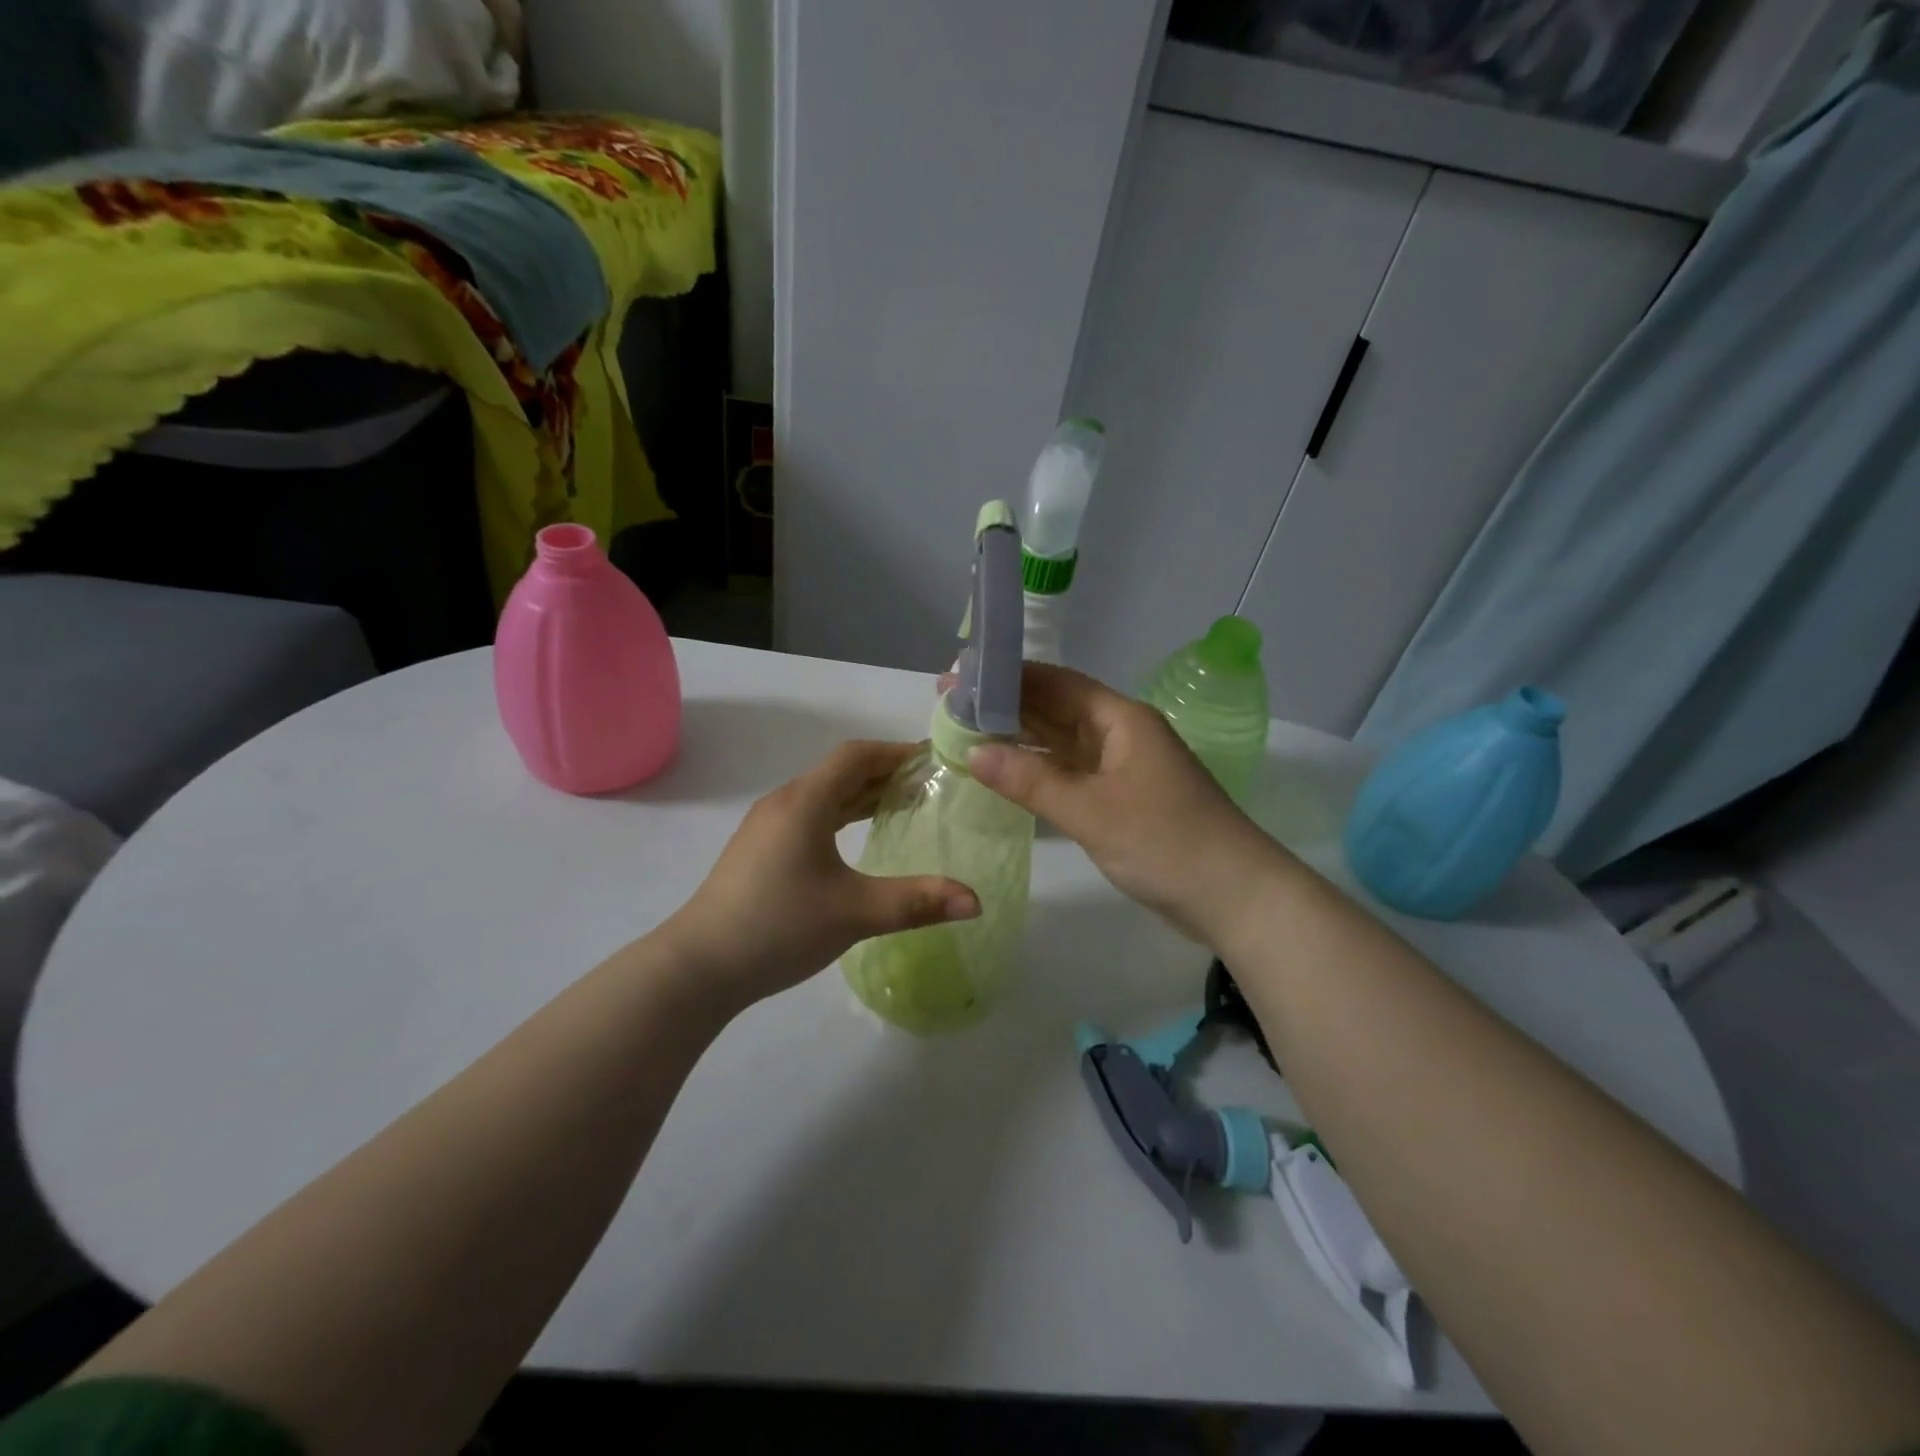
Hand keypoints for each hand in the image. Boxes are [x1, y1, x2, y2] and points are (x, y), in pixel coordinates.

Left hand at [661, 741, 980, 1011]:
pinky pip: (810, 815)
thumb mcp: (855, 913)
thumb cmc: (778, 927)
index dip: (896, 752)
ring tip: (903, 806)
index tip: (933, 761)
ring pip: (824, 794)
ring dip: (863, 794)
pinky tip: (857, 838)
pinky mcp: (761, 850)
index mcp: (805, 802)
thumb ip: (917, 902)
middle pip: (841, 771)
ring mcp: (767, 826)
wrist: (698, 967)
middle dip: (885, 772)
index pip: (856, 756)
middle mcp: (785, 803)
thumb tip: (976, 901)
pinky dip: (842, 815)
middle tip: (929, 785)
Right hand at [968, 663, 1289, 944]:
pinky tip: (1008, 773)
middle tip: (951, 706)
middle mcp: (1121, 734)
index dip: (1008, 676)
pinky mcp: (1123, 799)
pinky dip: (1040, 771)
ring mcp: (1123, 768)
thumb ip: (1031, 780)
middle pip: (1057, 709)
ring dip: (1021, 738)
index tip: (961, 677)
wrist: (1235, 896)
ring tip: (967, 734)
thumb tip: (973, 752)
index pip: (1056, 682)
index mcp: (1121, 719)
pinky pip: (1072, 773)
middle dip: (1007, 706)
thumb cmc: (1165, 842)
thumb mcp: (1091, 810)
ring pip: (1063, 742)